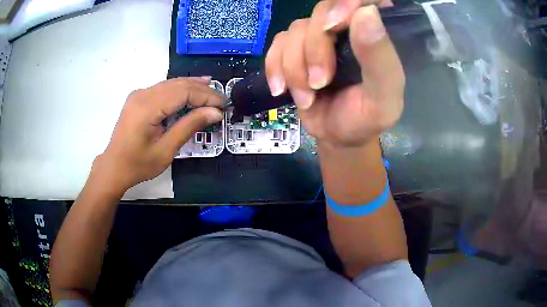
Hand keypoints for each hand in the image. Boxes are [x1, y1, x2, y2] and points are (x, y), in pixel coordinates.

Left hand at [93, 77, 223, 193]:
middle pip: (177, 84)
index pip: (183, 92)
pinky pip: (163, 88)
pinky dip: (179, 89)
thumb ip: (189, 126)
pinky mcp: (138, 98)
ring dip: (192, 86)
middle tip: (221, 98)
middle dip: (201, 89)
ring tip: (211, 89)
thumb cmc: (138, 165)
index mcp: (147, 107)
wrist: (114, 167)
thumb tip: (215, 112)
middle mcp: (142, 94)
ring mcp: (139, 94)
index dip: (205, 96)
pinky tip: (191, 89)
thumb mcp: (166, 150)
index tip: (223, 104)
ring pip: (171, 83)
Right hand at [265, 0, 403, 146]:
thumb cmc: (365, 118)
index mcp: (376, 35)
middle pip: (322, 12)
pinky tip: (281, 88)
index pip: (365, 0)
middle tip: (319, 84)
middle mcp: (347, 28)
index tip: (333, 26)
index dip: (346, 4)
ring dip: (295, 67)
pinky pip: (277, 43)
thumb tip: (366, 13)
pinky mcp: (295, 48)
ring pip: (296, 30)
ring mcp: (318, 36)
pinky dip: (275, 67)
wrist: (336, 136)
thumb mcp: (382, 98)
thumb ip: (381, 59)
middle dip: (314, 51)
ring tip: (307, 96)